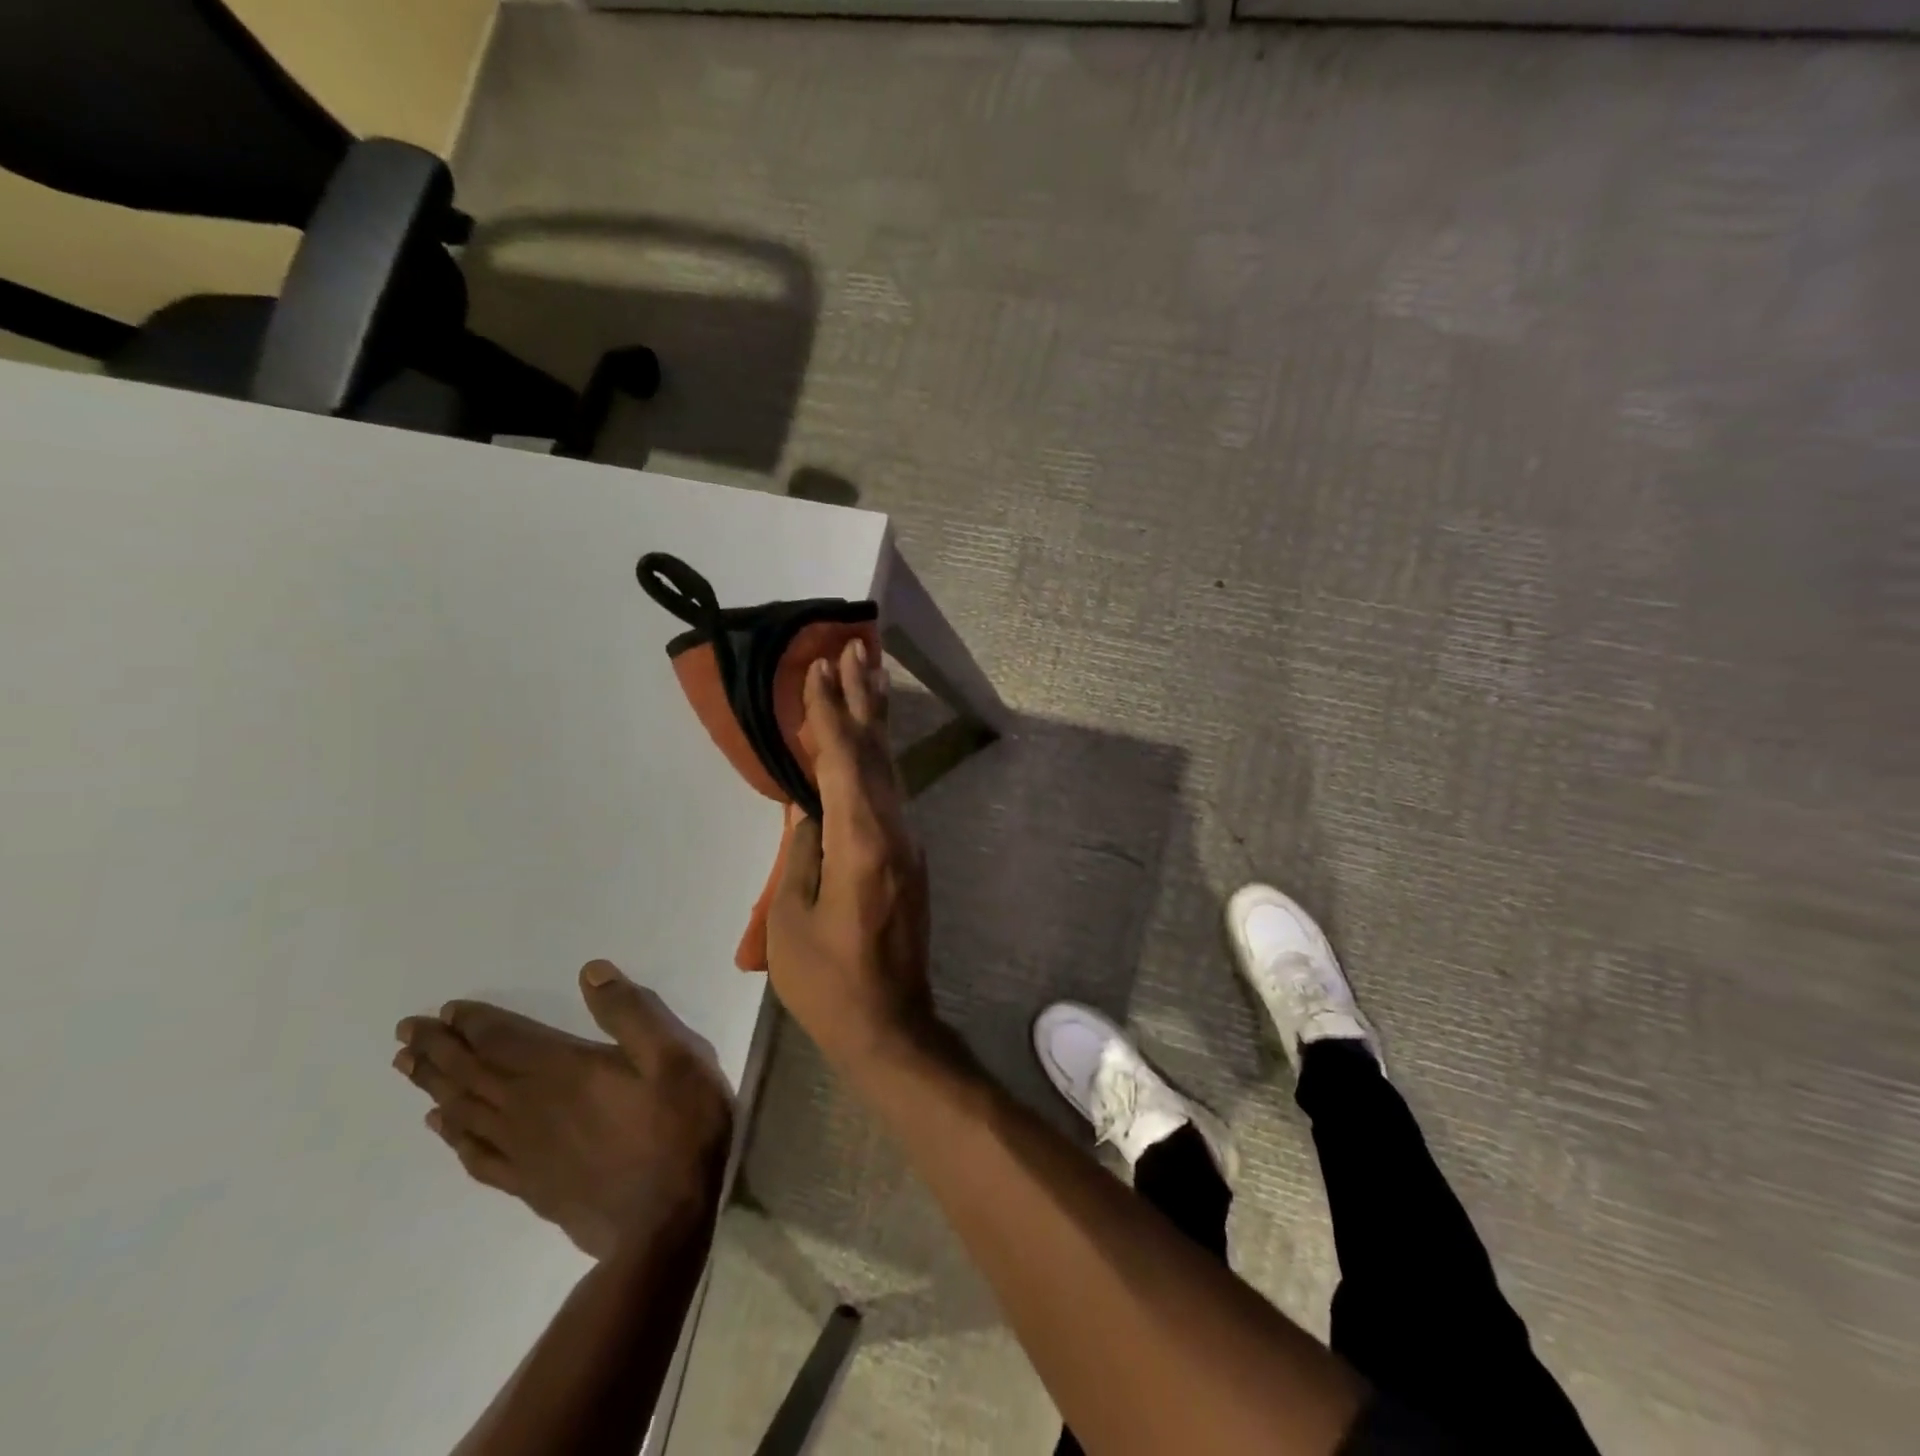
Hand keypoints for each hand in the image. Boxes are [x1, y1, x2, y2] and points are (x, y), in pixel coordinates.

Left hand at [394, 961, 733, 1259]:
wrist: (666, 1221)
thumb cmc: (678, 1127)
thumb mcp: (674, 1055)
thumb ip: (630, 1012)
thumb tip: (590, 972)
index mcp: (563, 1071)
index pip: (504, 1040)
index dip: (474, 1023)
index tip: (445, 1009)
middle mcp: (531, 1108)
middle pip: (473, 1073)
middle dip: (439, 1049)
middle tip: (405, 1031)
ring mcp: (525, 1151)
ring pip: (466, 1111)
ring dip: (435, 1085)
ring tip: (407, 1067)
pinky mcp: (529, 1185)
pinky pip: (477, 1155)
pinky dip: (453, 1136)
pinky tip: (441, 1126)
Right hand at [766, 641, 936, 1069]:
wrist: (891, 1025)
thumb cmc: (829, 981)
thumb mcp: (792, 918)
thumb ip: (799, 853)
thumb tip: (806, 807)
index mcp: (861, 842)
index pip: (842, 761)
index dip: (828, 714)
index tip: (819, 669)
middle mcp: (894, 831)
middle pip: (875, 753)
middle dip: (862, 700)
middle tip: (854, 649)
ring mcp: (908, 843)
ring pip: (888, 769)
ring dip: (876, 722)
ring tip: (869, 676)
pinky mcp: (909, 858)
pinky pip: (889, 793)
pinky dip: (875, 759)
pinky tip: (868, 746)